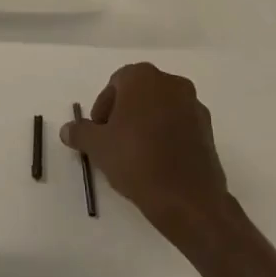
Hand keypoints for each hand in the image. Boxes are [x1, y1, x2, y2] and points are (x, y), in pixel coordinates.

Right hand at [61, 63, 229, 238]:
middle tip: (113, 141)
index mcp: (143, 78)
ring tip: (135, 154)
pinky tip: (157, 162)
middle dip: (124, 113)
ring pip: (160, 108)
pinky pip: (179, 125)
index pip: (115, 84)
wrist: (188, 198)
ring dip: (146, 124)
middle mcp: (171, 83)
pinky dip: (166, 136)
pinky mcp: (208, 130)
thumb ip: (80, 132)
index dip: (102, 108)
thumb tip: (67, 130)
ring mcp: (194, 105)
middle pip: (139, 93)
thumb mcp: (97, 146)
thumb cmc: (136, 160)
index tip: (99, 132)